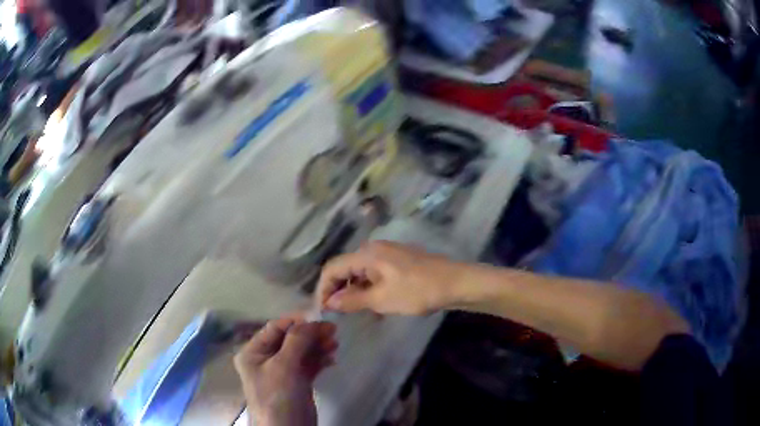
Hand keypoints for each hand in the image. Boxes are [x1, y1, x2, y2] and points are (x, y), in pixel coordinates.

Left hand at [234, 316, 337, 425]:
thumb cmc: (277, 396)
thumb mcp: (283, 366)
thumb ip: (296, 341)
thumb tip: (310, 320)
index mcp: (253, 352)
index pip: (274, 328)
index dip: (295, 321)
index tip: (318, 317)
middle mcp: (266, 359)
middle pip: (290, 339)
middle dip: (310, 334)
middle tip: (332, 331)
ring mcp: (282, 371)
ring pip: (301, 352)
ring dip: (317, 346)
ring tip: (334, 344)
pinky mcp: (297, 382)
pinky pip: (309, 365)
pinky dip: (320, 360)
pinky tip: (332, 359)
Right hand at [316, 241, 465, 314]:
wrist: (455, 283)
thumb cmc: (417, 291)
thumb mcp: (382, 299)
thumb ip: (352, 300)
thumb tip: (329, 302)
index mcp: (366, 254)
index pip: (332, 268)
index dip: (323, 289)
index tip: (322, 310)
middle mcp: (373, 249)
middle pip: (345, 269)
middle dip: (337, 290)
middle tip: (336, 313)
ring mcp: (387, 254)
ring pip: (360, 272)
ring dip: (353, 291)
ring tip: (354, 312)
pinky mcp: (397, 262)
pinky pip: (374, 274)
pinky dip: (368, 288)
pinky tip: (372, 304)